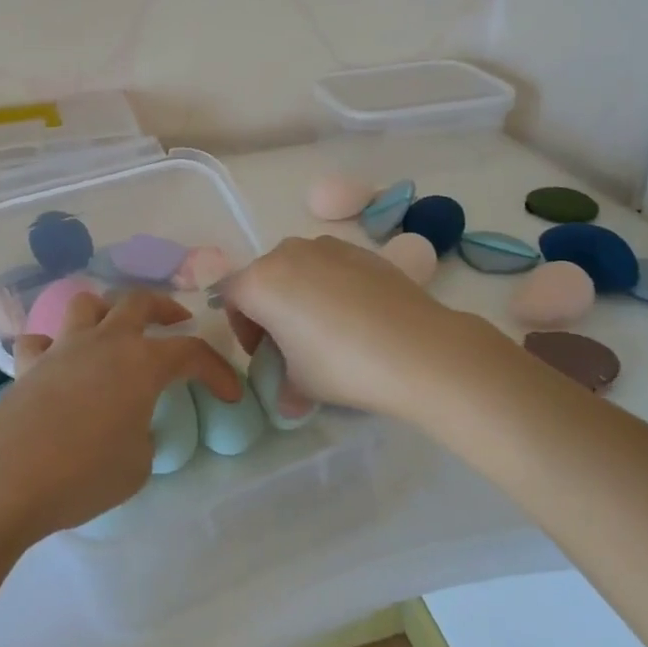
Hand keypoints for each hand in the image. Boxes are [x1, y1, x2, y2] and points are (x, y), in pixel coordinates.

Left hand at [0, 289, 241, 551]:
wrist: (3, 479)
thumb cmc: (82, 473)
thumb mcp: (137, 466)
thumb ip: (144, 436)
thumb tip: (132, 425)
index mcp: (141, 362)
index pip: (191, 353)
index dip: (216, 371)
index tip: (230, 394)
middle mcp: (103, 342)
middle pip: (138, 301)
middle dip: (164, 307)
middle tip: (178, 321)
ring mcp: (61, 349)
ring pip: (86, 304)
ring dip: (107, 310)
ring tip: (114, 329)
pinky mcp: (27, 367)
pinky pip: (41, 341)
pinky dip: (52, 346)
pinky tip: (55, 364)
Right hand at [220, 235, 494, 420]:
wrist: (417, 347)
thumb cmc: (342, 365)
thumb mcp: (302, 386)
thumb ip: (285, 387)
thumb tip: (288, 400)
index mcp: (260, 281)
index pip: (230, 296)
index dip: (242, 328)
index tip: (265, 355)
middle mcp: (288, 253)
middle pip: (264, 278)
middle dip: (270, 309)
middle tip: (292, 345)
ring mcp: (327, 246)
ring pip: (298, 268)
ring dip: (301, 294)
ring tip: (327, 330)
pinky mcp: (361, 250)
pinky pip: (331, 266)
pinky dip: (332, 286)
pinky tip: (356, 317)